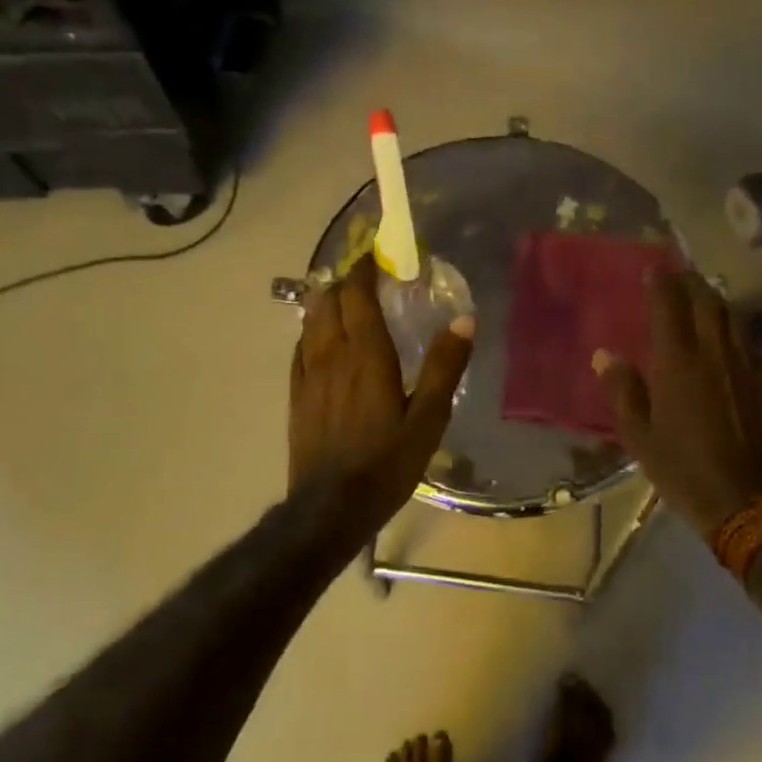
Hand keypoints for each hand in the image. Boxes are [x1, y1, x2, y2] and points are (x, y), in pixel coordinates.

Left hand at [289, 256, 474, 537]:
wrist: (330, 507)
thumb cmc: (386, 462)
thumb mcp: (429, 418)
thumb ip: (445, 366)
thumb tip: (465, 318)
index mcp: (367, 355)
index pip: (358, 295)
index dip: (364, 269)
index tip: (376, 254)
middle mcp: (332, 355)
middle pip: (330, 301)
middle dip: (346, 279)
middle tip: (366, 273)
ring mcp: (308, 374)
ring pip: (310, 320)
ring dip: (326, 300)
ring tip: (343, 295)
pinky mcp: (296, 394)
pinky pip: (300, 347)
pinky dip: (312, 329)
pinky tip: (320, 336)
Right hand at [594, 270, 761, 538]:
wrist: (745, 500)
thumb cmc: (682, 468)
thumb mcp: (639, 435)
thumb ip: (623, 390)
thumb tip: (605, 355)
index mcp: (678, 362)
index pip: (670, 305)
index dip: (662, 282)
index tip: (654, 268)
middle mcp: (715, 353)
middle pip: (707, 302)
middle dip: (692, 283)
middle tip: (679, 277)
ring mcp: (747, 365)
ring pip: (734, 317)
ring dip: (717, 302)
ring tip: (704, 300)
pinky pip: (751, 343)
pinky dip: (737, 331)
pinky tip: (731, 341)